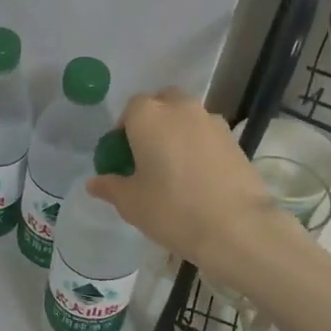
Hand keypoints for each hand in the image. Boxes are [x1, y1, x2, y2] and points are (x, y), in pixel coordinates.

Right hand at [86, 89, 291, 272]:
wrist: (236, 227)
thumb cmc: (172, 209)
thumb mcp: (131, 203)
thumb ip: (110, 186)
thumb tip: (95, 182)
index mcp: (149, 116)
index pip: (130, 109)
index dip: (124, 131)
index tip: (123, 157)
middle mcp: (181, 108)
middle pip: (162, 103)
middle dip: (153, 122)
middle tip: (148, 156)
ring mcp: (212, 122)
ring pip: (187, 117)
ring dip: (178, 132)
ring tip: (175, 168)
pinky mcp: (234, 139)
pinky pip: (207, 135)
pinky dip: (199, 147)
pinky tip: (199, 178)